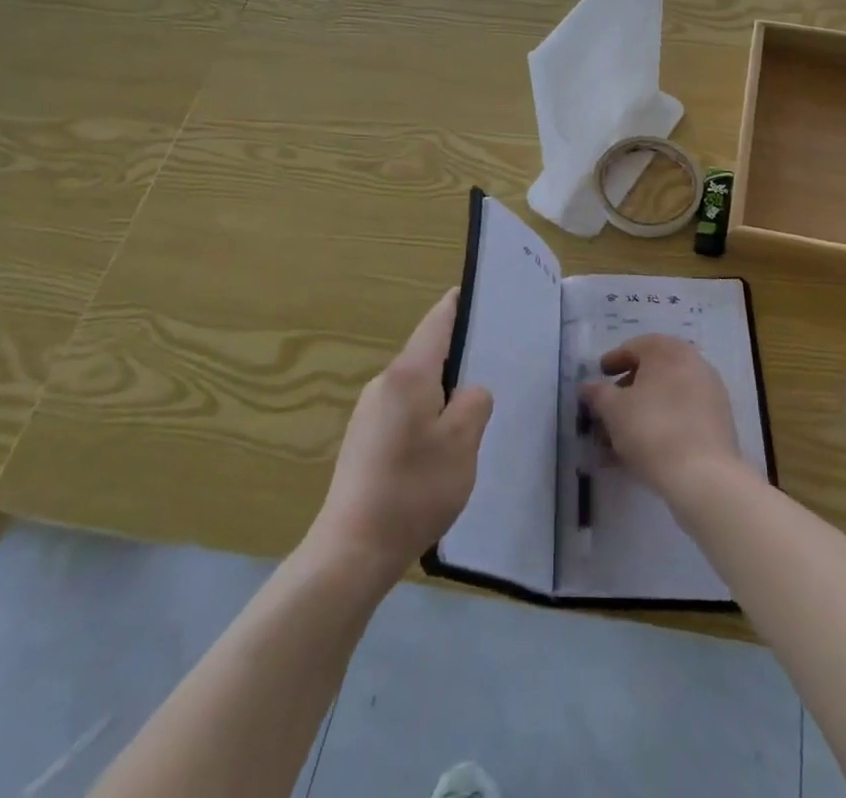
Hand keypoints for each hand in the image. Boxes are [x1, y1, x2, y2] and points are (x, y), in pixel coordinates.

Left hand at [308, 289, 493, 589]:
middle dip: (458, 356)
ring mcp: (369, 412)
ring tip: (473, 413)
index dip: (457, 305)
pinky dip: (427, 416)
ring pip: (416, 387)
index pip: (437, 322)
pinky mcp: (364, 441)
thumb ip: (474, 404)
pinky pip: (404, 412)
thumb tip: (470, 392)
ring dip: (443, 393)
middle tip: (493, 365)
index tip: (478, 294)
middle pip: (427, 355)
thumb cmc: (413, 488)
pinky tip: (441, 448)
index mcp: (409, 374)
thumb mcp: (462, 444)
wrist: (352, 550)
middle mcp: (384, 384)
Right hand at [580, 334, 745, 506]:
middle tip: (608, 408)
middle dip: (627, 391)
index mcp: (668, 350)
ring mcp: (710, 393)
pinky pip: (682, 416)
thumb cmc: (652, 429)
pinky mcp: (718, 423)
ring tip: (619, 438)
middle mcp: (693, 363)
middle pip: (652, 373)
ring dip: (642, 412)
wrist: (704, 476)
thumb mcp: (613, 409)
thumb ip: (598, 393)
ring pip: (667, 398)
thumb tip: (588, 386)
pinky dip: (661, 426)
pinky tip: (642, 450)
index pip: (635, 347)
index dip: (613, 361)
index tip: (600, 376)